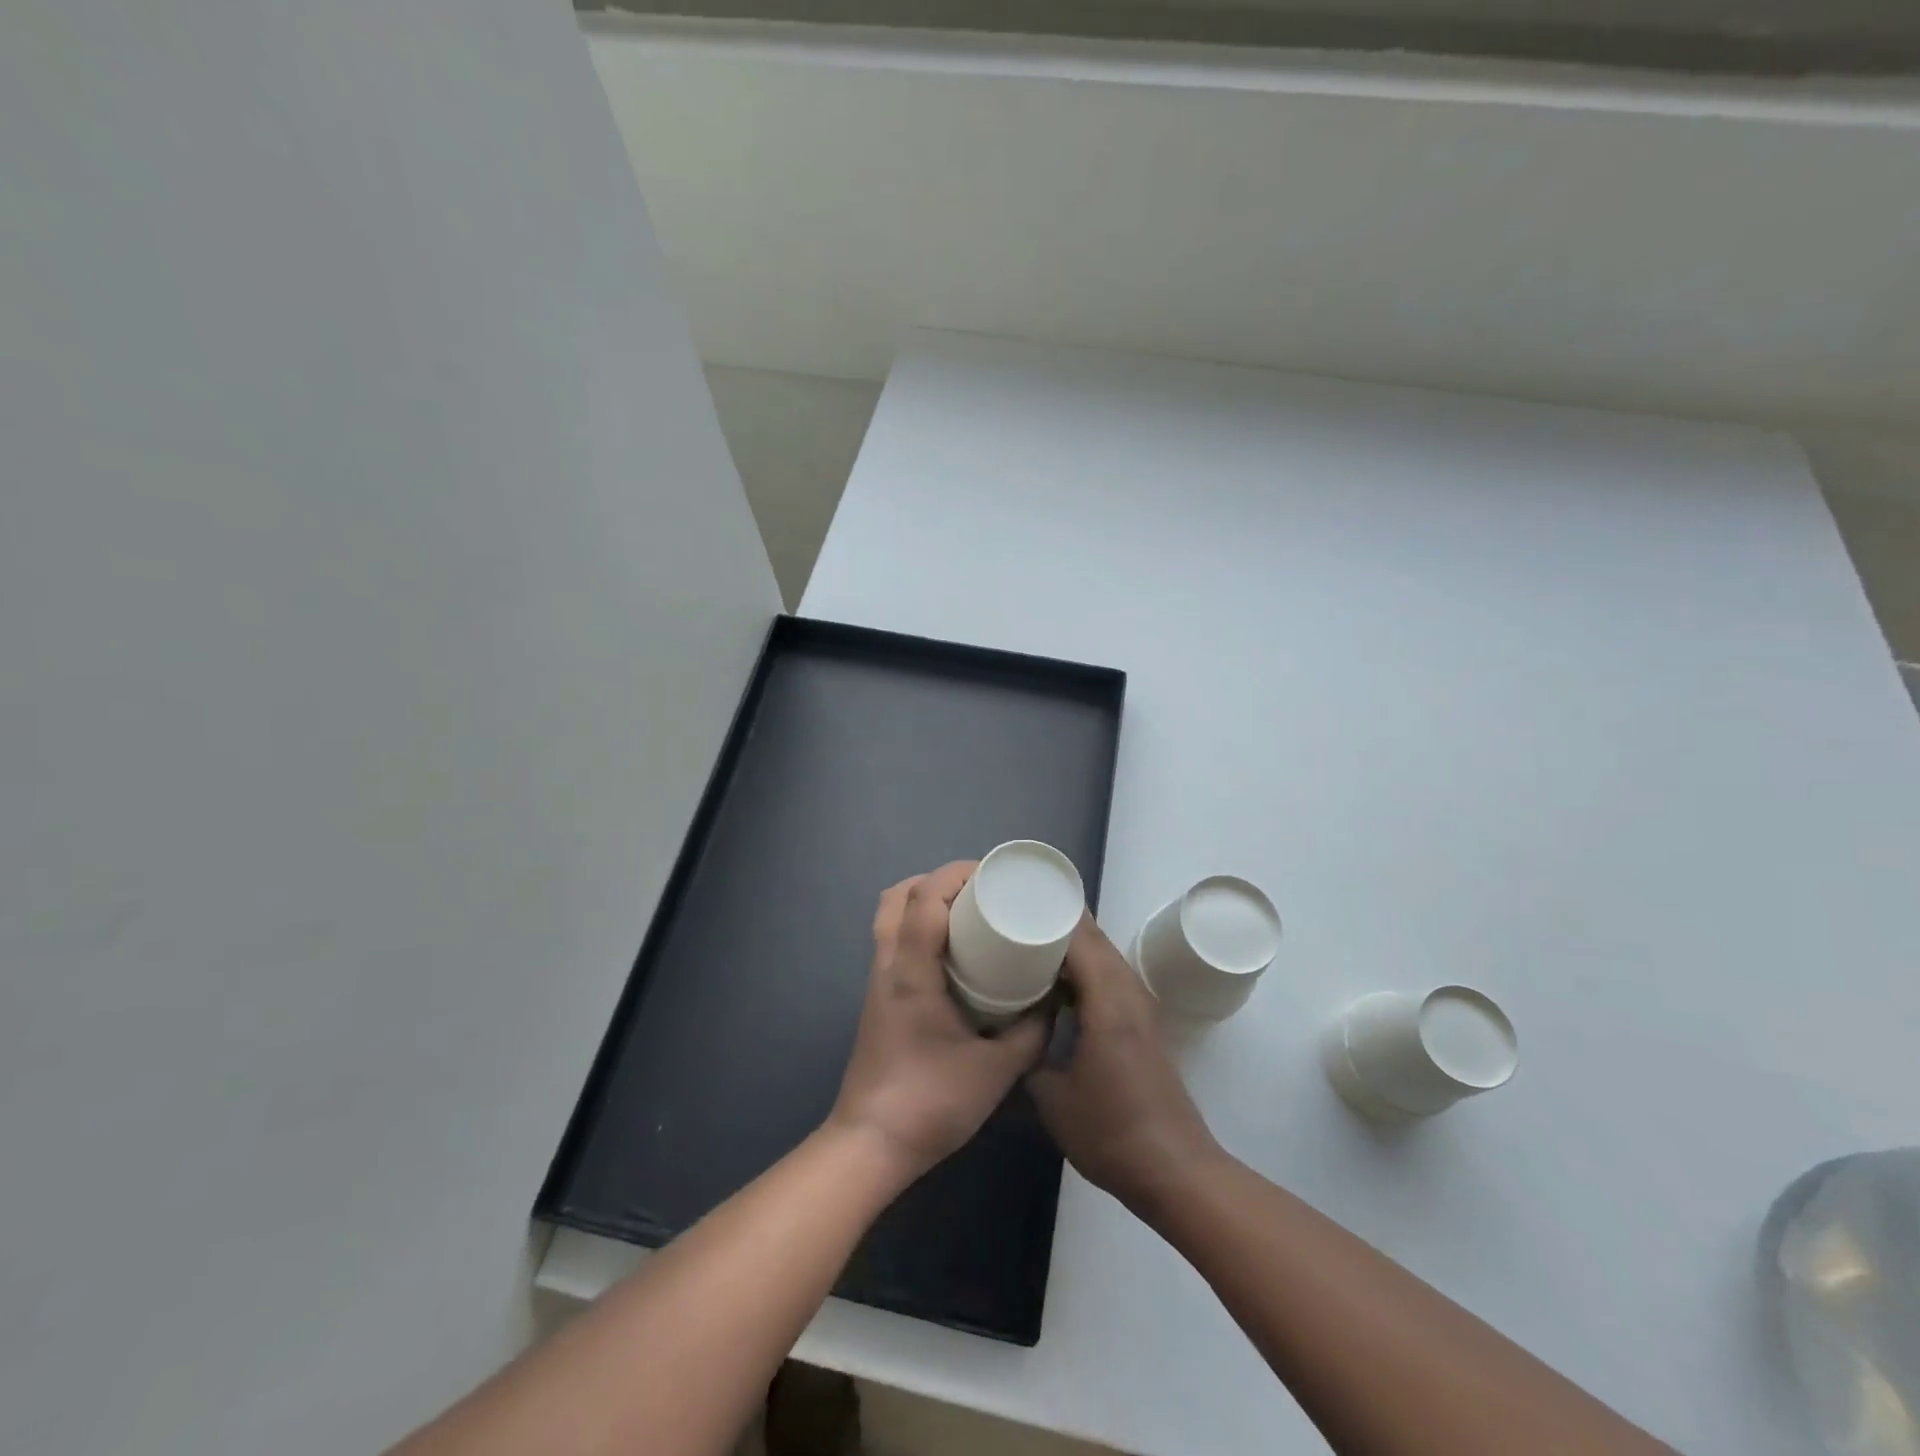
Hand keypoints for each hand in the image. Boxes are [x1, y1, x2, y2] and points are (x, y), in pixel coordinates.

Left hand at [827, 862, 1048, 1183]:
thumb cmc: (931, 1102)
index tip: (992, 875)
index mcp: (911, 971)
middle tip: (979, 892)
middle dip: (937, 881)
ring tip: (966, 914)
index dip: (956, 874)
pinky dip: (918, 927)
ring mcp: (878, 982)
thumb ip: (1031, 1033)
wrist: (871, 1145)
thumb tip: (1052, 1001)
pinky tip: (951, 953)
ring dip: (923, 902)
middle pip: (897, 896)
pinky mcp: (878, 999)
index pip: (924, 898)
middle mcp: (888, 965)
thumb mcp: (997, 1070)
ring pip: (889, 917)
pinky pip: (893, 941)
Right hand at [1027, 915, 1221, 1214]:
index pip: (1081, 937)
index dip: (1052, 912)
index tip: (1017, 898)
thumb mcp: (1053, 1099)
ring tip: (1030, 940)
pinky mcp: (1143, 1023)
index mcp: (1108, 1002)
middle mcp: (1129, 993)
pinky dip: (1084, 967)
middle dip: (1058, 920)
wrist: (1175, 1170)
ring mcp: (1140, 1007)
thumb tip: (1011, 1029)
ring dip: (1073, 944)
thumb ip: (1029, 1054)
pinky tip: (1057, 982)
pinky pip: (1110, 977)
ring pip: (1105, 956)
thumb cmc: (1112, 1134)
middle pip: (1095, 939)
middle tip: (1016, 913)